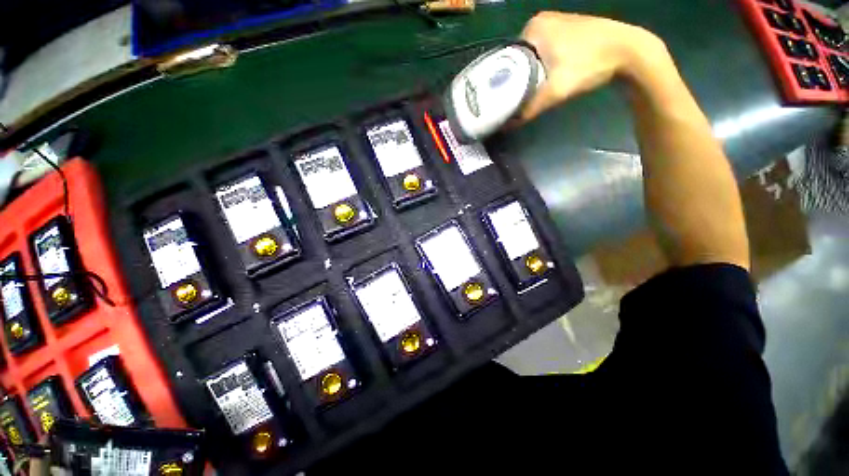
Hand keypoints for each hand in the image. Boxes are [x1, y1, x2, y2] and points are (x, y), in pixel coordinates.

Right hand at [518, 12, 665, 120]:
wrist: (629, 50)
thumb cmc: (589, 65)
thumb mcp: (555, 91)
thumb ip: (529, 109)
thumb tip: (508, 124)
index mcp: (533, 28)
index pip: (506, 58)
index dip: (504, 80)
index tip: (505, 98)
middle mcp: (541, 20)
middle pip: (519, 57)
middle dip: (518, 78)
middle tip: (519, 97)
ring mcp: (556, 21)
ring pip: (532, 54)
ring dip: (531, 72)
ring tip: (531, 90)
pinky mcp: (567, 27)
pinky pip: (545, 49)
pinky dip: (543, 64)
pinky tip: (548, 76)